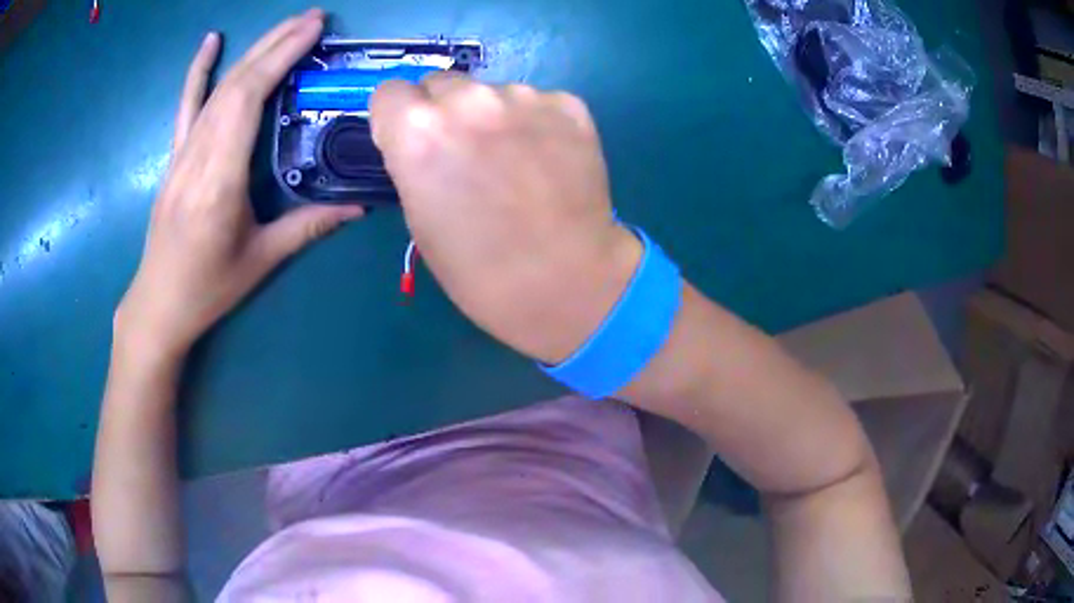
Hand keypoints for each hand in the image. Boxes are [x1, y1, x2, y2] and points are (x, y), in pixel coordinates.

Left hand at [116, 10, 363, 358]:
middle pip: (236, 84)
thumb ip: (307, 226)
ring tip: (285, 25)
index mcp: (219, 180)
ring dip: (252, 51)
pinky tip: (209, 43)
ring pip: (216, 89)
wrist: (158, 305)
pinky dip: (197, 71)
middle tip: (313, 18)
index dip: (280, 57)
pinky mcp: (175, 157)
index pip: (248, 99)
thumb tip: (358, 207)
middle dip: (275, 43)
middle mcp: (197, 156)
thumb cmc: (207, 288)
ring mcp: (182, 154)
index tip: (314, 30)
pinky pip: (186, 106)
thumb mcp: (260, 261)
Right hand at [370, 75, 640, 363]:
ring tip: (515, 163)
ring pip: (492, 92)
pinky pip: (537, 102)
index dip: (397, 118)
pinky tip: (549, 161)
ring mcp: (524, 97)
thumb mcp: (419, 218)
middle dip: (444, 112)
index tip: (411, 141)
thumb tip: (426, 141)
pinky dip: (536, 123)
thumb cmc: (479, 268)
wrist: (566, 282)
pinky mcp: (569, 105)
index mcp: (418, 131)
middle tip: (465, 153)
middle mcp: (468, 100)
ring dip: (493, 116)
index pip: (390, 92)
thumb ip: (413, 163)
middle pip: (441, 84)